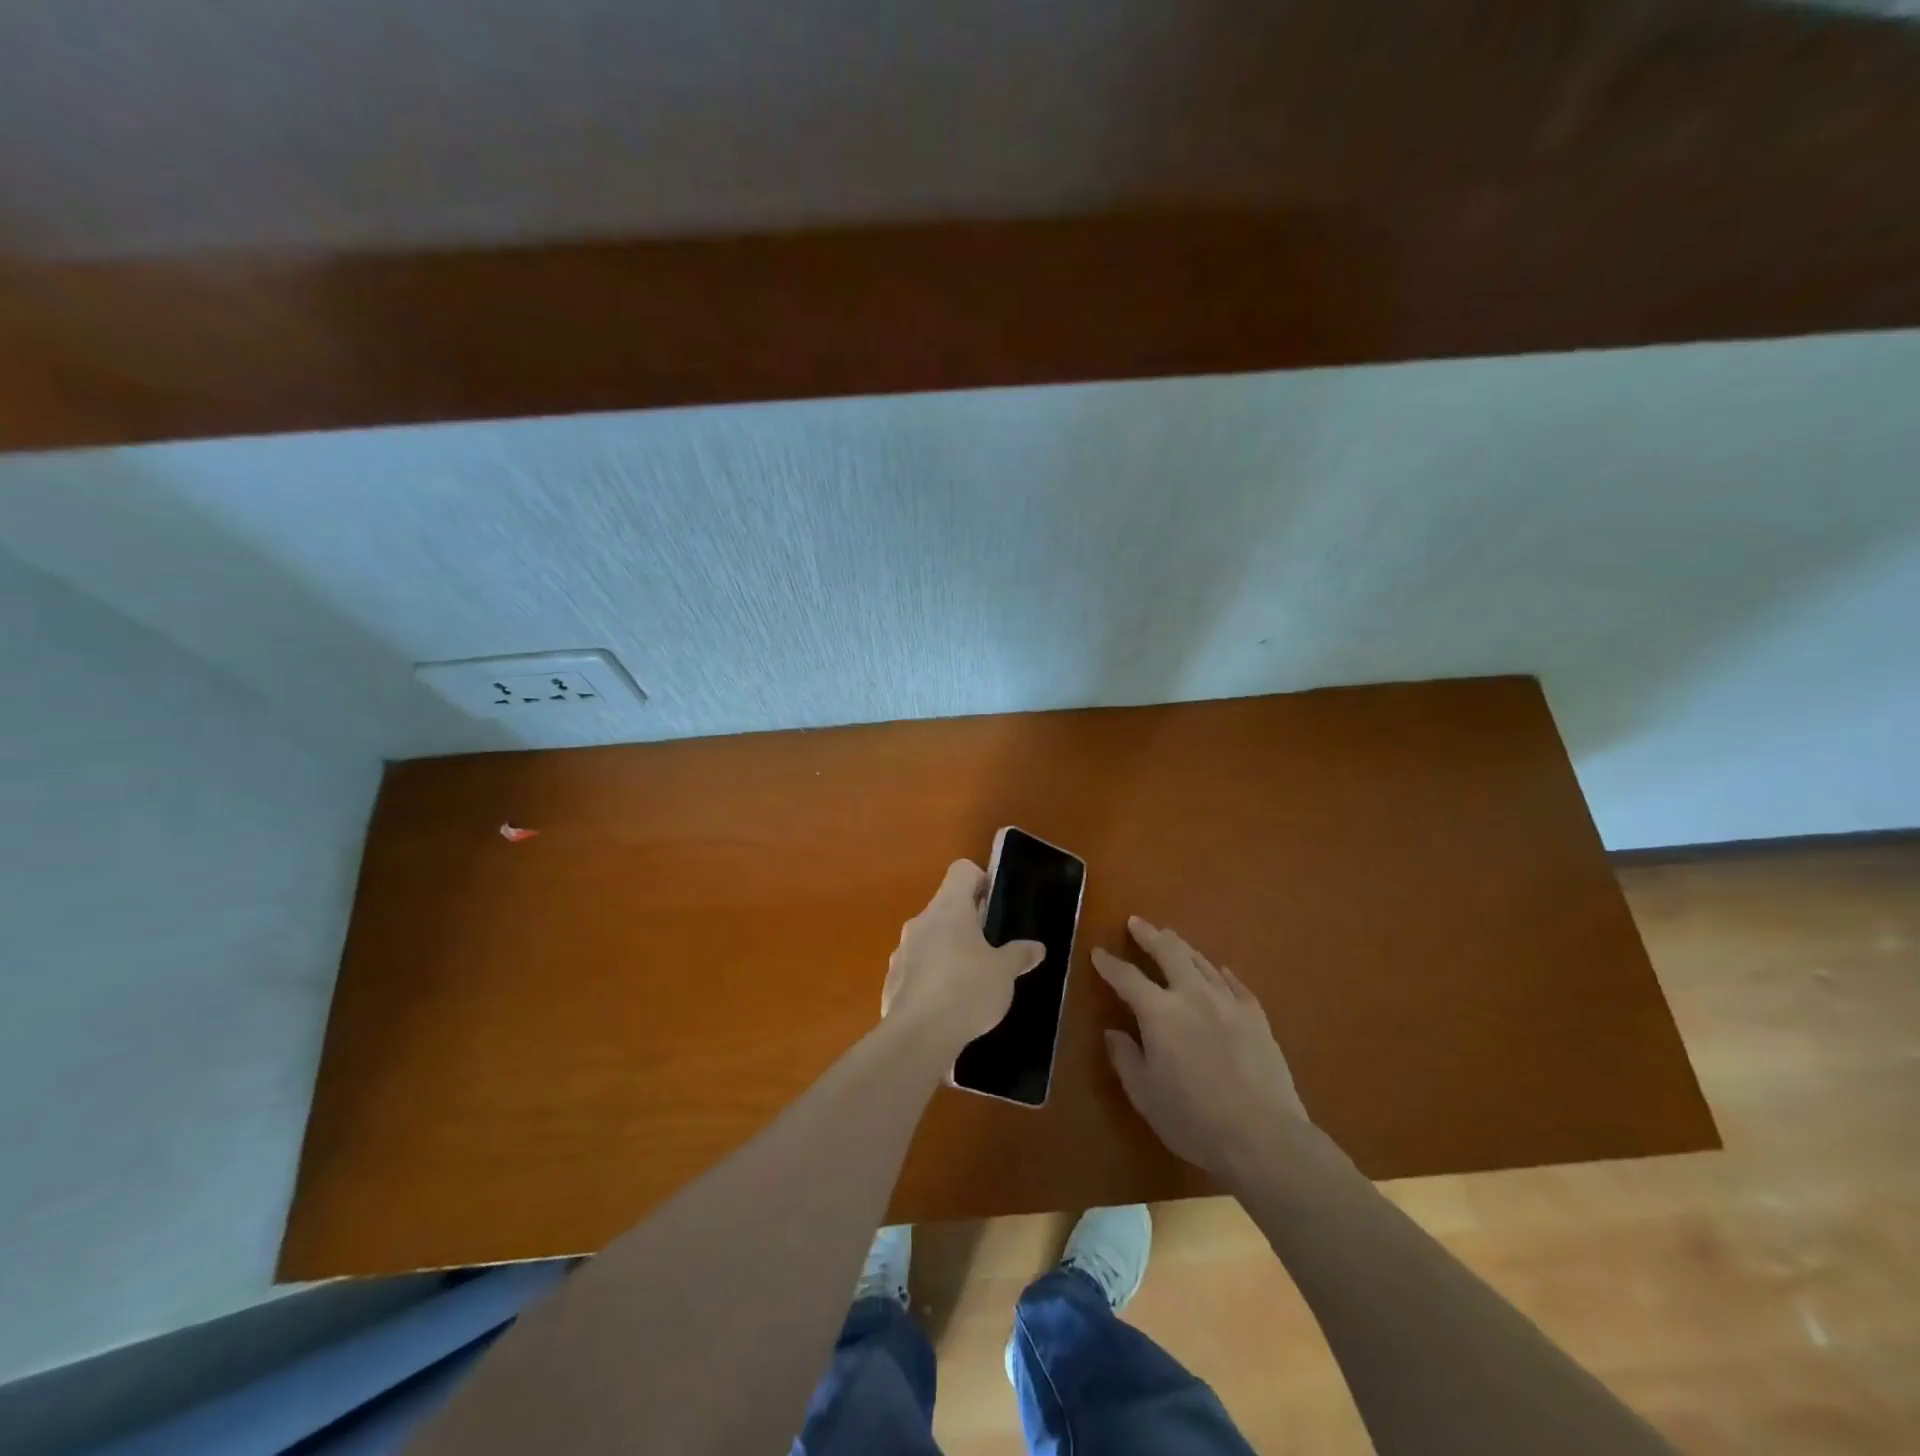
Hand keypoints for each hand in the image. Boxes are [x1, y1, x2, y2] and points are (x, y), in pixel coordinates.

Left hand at [882, 860, 1045, 1054]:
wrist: (918, 1037)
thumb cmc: (967, 990)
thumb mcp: (1004, 973)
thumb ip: (1019, 956)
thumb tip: (1036, 947)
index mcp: (949, 908)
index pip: (962, 871)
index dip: (981, 881)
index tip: (994, 906)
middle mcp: (921, 921)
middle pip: (945, 906)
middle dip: (967, 923)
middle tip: (990, 948)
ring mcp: (902, 950)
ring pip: (929, 938)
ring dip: (948, 950)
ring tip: (970, 980)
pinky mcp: (892, 980)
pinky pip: (916, 968)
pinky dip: (931, 977)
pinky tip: (947, 1005)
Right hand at [1096, 917, 1307, 1177]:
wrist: (1263, 1137)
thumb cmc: (1193, 1119)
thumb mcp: (1144, 1095)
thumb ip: (1126, 1059)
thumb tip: (1114, 1033)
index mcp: (1159, 1012)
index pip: (1127, 978)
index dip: (1110, 964)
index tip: (1098, 952)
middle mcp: (1192, 996)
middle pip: (1169, 953)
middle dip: (1150, 935)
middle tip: (1137, 923)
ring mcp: (1229, 1004)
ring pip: (1202, 963)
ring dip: (1183, 947)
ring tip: (1172, 938)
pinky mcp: (1257, 1019)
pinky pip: (1236, 985)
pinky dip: (1222, 974)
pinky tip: (1219, 970)